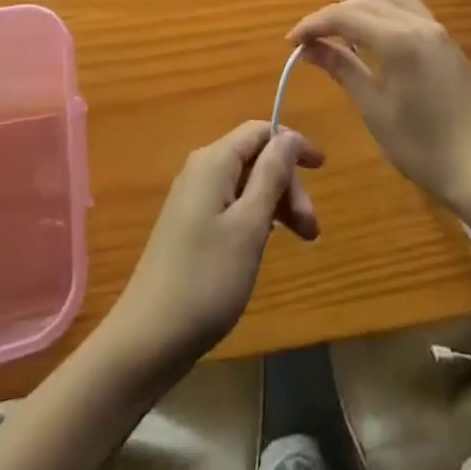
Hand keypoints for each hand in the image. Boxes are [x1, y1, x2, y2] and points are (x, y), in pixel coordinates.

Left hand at [106, 121, 323, 368]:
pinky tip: (266, 244)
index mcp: (214, 161)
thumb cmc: (206, 279)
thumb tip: (287, 137)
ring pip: (245, 183)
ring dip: (276, 203)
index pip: (260, 131)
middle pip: (255, 158)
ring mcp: (192, 198)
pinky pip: (232, 204)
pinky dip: (256, 217)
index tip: (322, 168)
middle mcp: (201, 169)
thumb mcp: (249, 226)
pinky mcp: (189, 225)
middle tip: (312, 229)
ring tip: (301, 241)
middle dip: (287, 184)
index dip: (292, 144)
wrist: (147, 339)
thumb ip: (271, 175)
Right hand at [289, 0, 470, 211]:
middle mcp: (419, 23)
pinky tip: (376, 26)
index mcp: (398, 39)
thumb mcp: (374, 109)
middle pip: (368, 2)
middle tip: (311, 34)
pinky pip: (412, 8)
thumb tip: (310, 48)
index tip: (292, 41)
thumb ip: (343, 70)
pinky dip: (386, 7)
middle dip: (335, 13)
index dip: (315, 24)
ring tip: (340, 16)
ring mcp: (438, 30)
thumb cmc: (422, 146)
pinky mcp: (448, 42)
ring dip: (363, 1)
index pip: (346, 17)